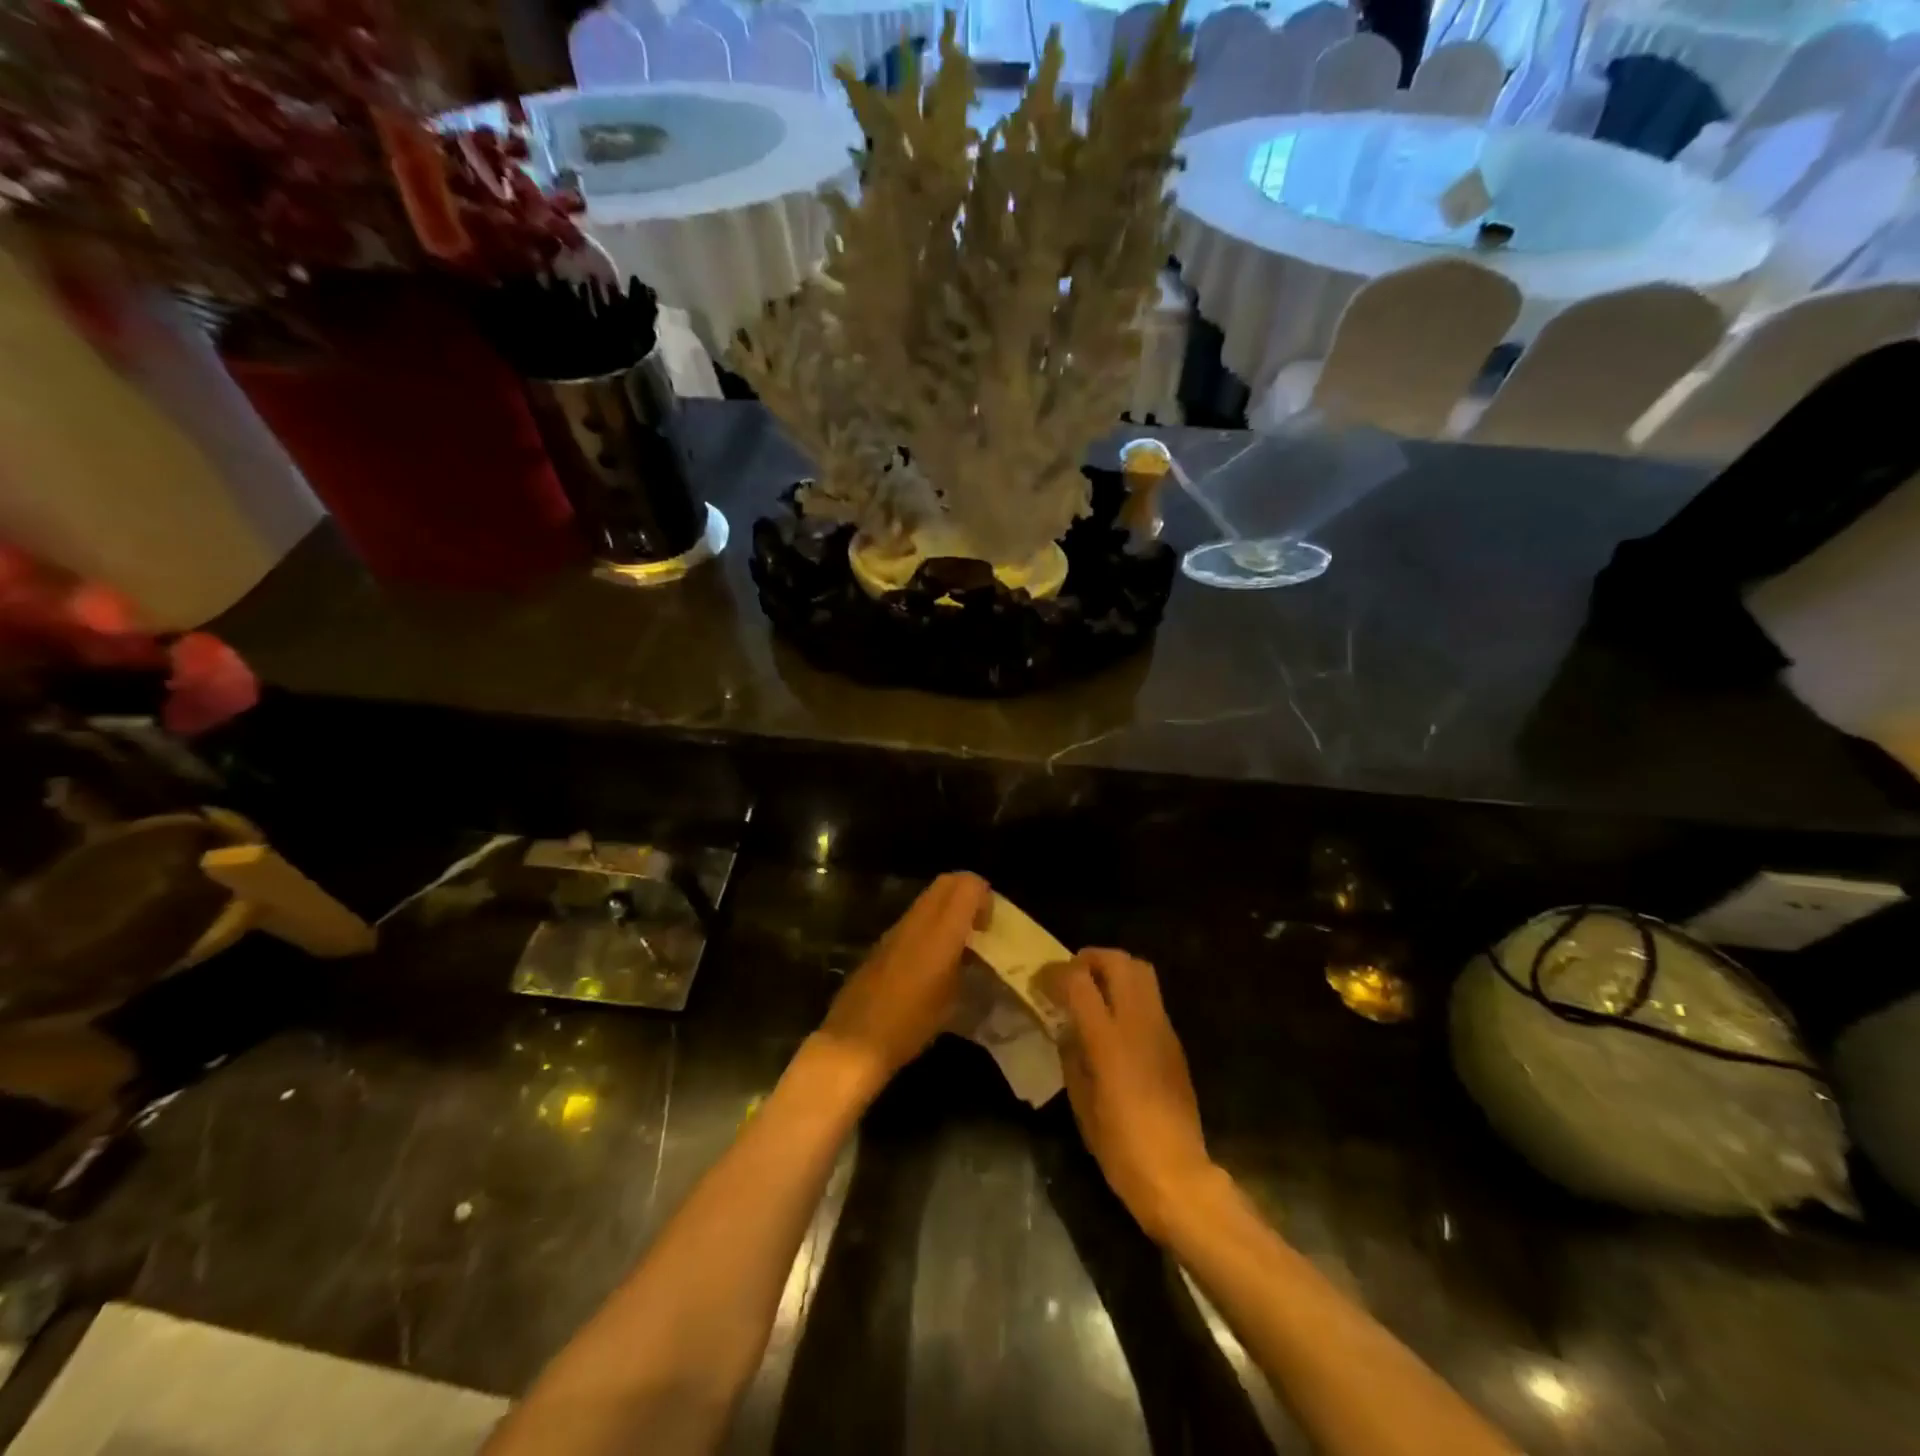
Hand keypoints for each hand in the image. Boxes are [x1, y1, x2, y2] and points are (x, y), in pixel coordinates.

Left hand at [815, 872, 990, 1101]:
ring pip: (929, 899)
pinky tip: (932, 962)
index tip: (989, 927)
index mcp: (940, 931)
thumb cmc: (910, 1025)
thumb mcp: (952, 1000)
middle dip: (967, 896)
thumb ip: (966, 965)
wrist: (854, 1042)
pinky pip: (913, 919)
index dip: (984, 898)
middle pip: (947, 882)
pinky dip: (930, 926)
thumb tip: (973, 952)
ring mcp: (896, 929)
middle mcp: (917, 920)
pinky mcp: (882, 942)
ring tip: (958, 947)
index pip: (967, 884)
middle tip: (978, 929)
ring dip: (947, 911)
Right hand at [1047, 949, 1215, 1239]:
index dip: (1056, 973)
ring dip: (1114, 969)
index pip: (1080, 981)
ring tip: (1093, 989)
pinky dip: (1130, 991)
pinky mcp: (1175, 1041)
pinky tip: (1115, 1018)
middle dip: (1091, 958)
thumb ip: (1072, 1056)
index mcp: (1109, 1039)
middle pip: (1119, 961)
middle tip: (1071, 974)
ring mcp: (1162, 1029)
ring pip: (1142, 971)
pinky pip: (1151, 997)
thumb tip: (1066, 1029)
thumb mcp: (1081, 1103)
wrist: (1177, 1175)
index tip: (1040, 981)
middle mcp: (1139, 1023)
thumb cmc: (1120, 1146)